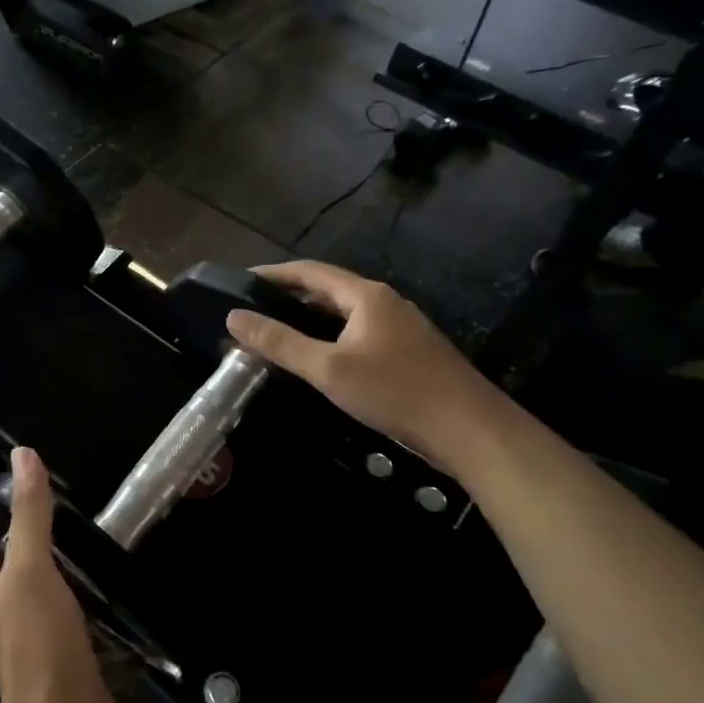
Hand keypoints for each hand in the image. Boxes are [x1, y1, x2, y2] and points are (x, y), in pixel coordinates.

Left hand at [0, 448, 126, 702]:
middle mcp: (11, 628)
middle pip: (0, 592)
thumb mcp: (33, 569)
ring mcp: (41, 657)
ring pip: (35, 617)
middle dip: (8, 566)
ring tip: (71, 567)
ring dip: (46, 593)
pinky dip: (79, 624)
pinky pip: (71, 642)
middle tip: (35, 537)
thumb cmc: (41, 644)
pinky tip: (102, 615)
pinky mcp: (72, 676)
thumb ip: (30, 515)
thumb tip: (21, 454)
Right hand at [223, 261, 516, 481]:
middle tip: (251, 312)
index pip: (309, 271)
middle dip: (288, 297)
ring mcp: (398, 327)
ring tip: (274, 334)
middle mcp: (383, 302)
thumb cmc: (395, 391)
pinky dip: (329, 337)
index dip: (272, 274)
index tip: (240, 282)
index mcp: (365, 295)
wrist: (469, 430)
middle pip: (327, 289)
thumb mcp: (328, 368)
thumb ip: (280, 342)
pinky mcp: (407, 352)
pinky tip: (316, 359)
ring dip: (308, 318)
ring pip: (343, 314)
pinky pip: (357, 333)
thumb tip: (234, 318)